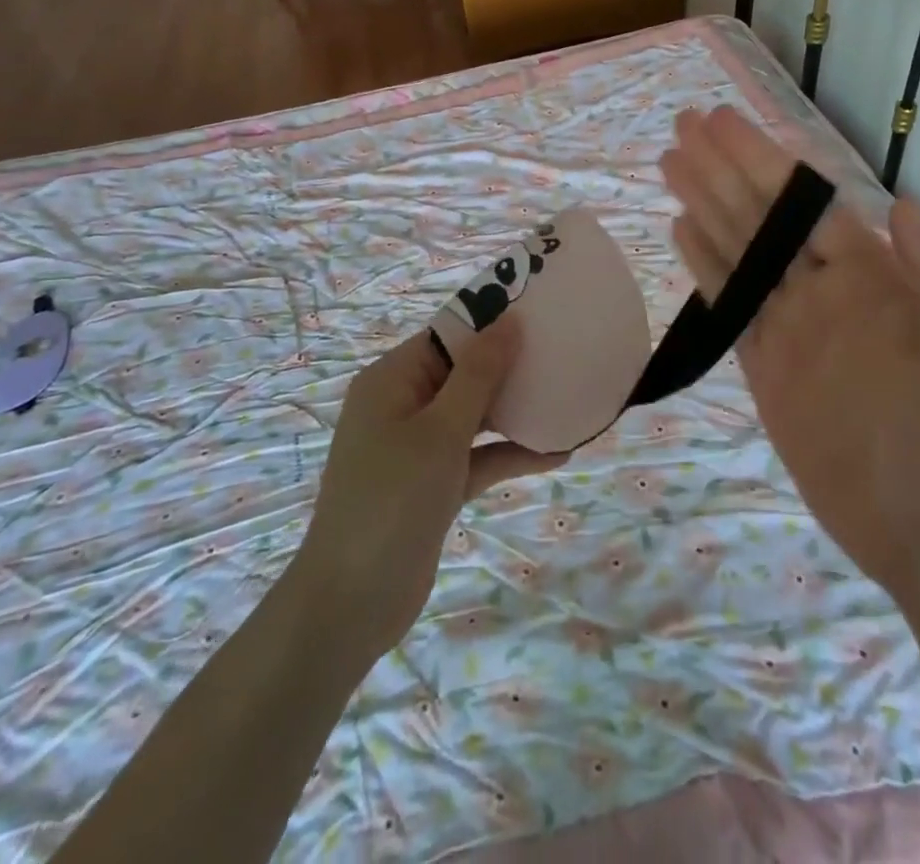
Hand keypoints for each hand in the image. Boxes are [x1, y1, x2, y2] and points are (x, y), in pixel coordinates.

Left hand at [288, 320, 562, 660]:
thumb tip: (508, 321)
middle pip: (464, 372)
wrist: (352, 603)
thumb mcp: (440, 430)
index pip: (448, 334)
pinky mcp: (434, 484)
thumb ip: (478, 375)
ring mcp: (418, 447)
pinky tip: (557, 454)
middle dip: (511, 367)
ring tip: (567, 399)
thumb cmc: (392, 499)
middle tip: (564, 355)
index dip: (492, 322)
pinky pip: (477, 456)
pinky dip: (509, 453)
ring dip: (515, 411)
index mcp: (393, 379)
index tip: (542, 315)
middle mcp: (404, 404)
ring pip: (474, 415)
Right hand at [661, 107, 919, 595]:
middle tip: (681, 127)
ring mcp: (789, 326)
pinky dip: (704, 265)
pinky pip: (728, 304)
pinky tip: (681, 230)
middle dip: (722, 169)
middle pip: (761, 216)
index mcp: (872, 276)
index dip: (762, 160)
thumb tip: (898, 201)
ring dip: (704, 204)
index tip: (722, 123)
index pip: (805, 202)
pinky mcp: (763, 365)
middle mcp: (823, 290)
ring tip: (670, 163)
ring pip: (737, 251)